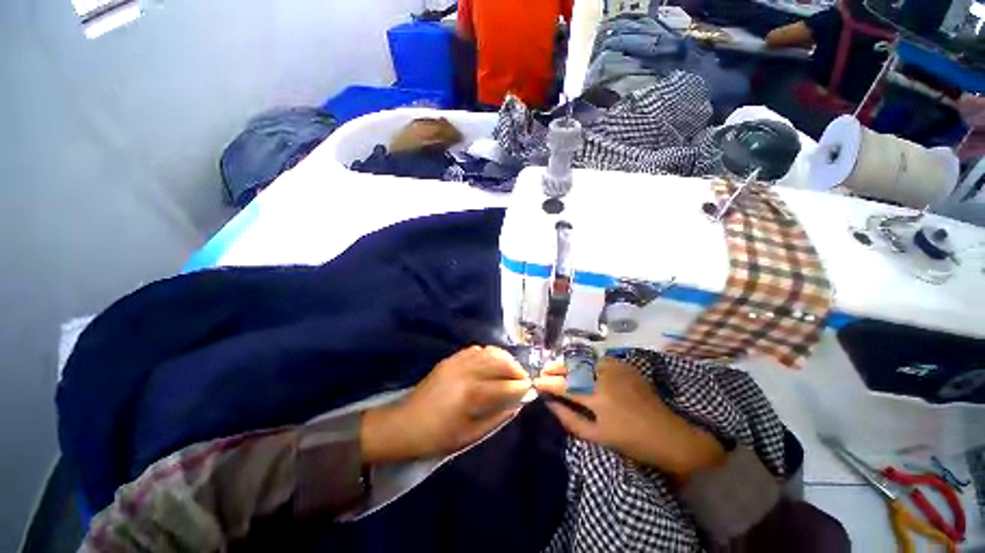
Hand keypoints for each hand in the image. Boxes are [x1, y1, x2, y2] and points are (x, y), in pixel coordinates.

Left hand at [361, 346, 530, 462]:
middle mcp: (467, 371)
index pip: (506, 385)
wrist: (405, 424)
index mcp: (472, 394)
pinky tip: (491, 364)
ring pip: (489, 352)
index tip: (531, 389)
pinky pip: (475, 350)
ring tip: (510, 370)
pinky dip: (488, 354)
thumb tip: (517, 404)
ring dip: (504, 359)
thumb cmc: (438, 436)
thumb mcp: (470, 436)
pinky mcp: (450, 359)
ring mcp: (457, 362)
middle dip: (516, 369)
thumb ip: (497, 418)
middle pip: (500, 361)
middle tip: (523, 379)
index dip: (522, 387)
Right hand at [535, 358, 725, 479]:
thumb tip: (550, 403)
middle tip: (544, 371)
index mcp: (596, 395)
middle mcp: (602, 375)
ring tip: (559, 368)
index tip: (536, 382)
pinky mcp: (624, 364)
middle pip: (571, 365)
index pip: (563, 384)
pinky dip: (586, 362)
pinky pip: (598, 359)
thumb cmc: (631, 441)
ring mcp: (615, 367)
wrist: (668, 434)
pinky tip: (582, 368)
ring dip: (568, 363)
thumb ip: (569, 418)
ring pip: (583, 359)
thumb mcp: (596, 436)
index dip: (546, 383)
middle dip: (554, 367)